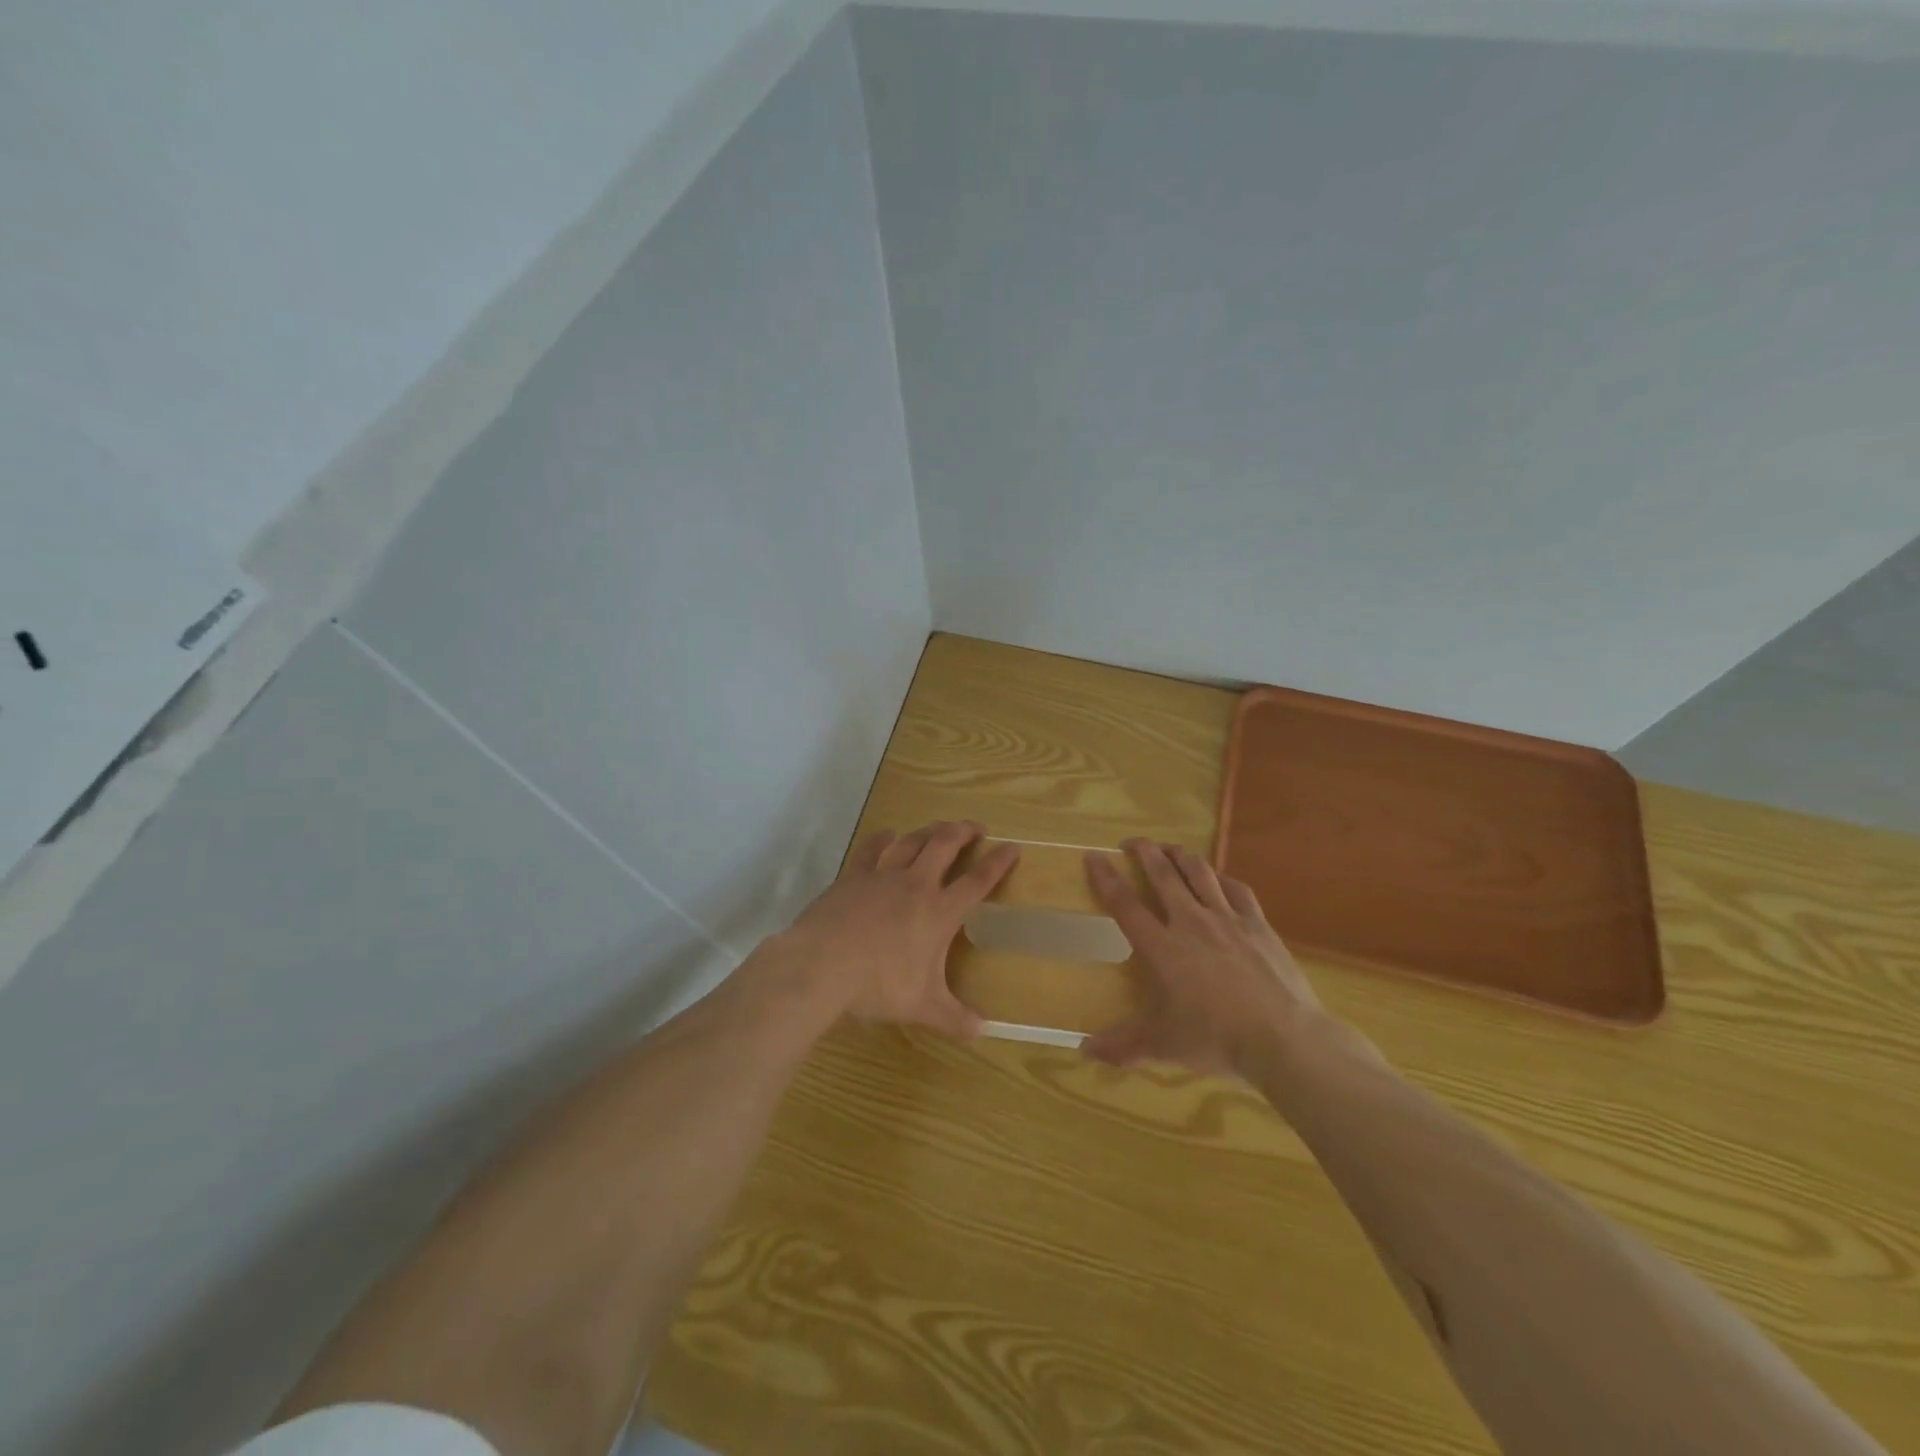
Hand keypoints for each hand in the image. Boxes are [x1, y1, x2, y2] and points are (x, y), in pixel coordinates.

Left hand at [775, 821, 1018, 1037]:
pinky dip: (885, 838)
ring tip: (940, 828)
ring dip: (930, 830)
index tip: (1012, 847)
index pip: (978, 880)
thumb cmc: (878, 985)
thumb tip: (983, 1031)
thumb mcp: (922, 1007)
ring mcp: (883, 875)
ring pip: (912, 840)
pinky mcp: (854, 875)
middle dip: (964, 831)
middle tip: (976, 828)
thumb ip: (954, 1018)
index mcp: (939, 911)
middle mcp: (916, 884)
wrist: (821, 965)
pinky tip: (889, 835)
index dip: (998, 862)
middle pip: (945, 844)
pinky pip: (873, 848)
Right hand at [1083, 839, 1323, 1077]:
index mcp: (1162, 947)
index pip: (1125, 903)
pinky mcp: (1258, 924)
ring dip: (1180, 855)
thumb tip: (1084, 1050)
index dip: (1106, 876)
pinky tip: (1218, 878)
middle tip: (1132, 841)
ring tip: (1169, 849)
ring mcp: (1227, 919)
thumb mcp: (1162, 1046)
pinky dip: (1221, 878)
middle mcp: (1190, 922)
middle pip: (1163, 874)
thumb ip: (1122, 1045)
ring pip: (1199, 872)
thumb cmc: (1216, 1039)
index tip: (1093, 855)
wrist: (1283, 1038)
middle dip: (1144, 851)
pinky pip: (1236, 889)